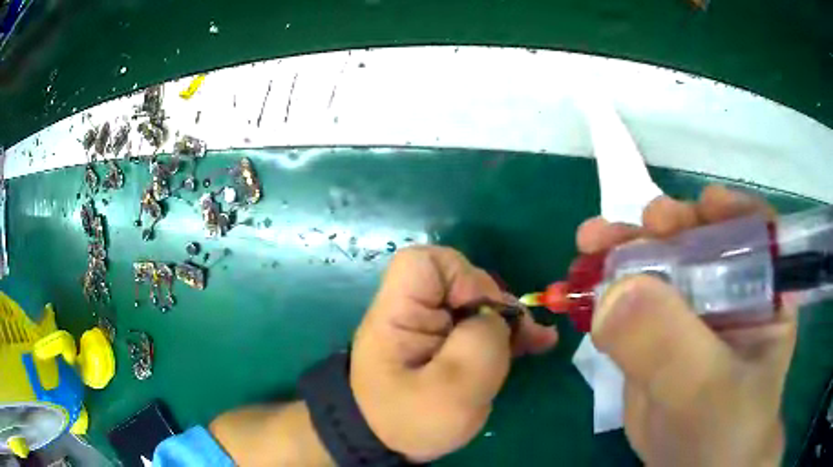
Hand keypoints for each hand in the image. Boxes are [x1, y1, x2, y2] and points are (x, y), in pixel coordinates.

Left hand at [350, 246, 557, 461]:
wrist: (390, 444)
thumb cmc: (412, 421)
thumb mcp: (451, 391)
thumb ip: (481, 344)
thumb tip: (495, 318)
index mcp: (399, 313)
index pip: (424, 263)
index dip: (461, 277)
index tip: (481, 314)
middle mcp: (413, 311)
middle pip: (460, 281)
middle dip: (496, 305)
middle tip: (520, 336)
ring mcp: (431, 326)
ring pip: (477, 304)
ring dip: (509, 321)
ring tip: (537, 341)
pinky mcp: (445, 343)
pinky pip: (479, 325)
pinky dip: (507, 333)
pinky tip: (536, 343)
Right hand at [579, 185, 795, 466]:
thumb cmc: (724, 432)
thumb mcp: (706, 390)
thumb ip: (670, 344)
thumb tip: (613, 293)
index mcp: (763, 292)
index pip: (755, 232)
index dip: (730, 212)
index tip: (702, 206)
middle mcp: (730, 291)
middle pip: (699, 240)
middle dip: (665, 228)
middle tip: (629, 228)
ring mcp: (692, 312)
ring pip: (660, 267)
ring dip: (625, 252)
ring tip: (590, 244)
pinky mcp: (660, 335)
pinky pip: (634, 302)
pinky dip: (607, 289)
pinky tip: (583, 286)